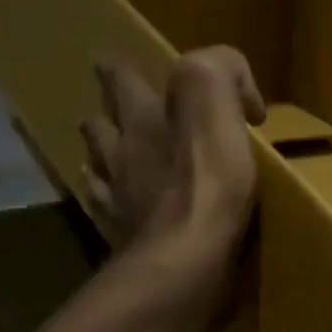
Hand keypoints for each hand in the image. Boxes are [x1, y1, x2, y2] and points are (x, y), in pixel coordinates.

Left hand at [81, 46, 264, 257]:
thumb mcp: (216, 105)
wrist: (184, 261)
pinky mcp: (117, 237)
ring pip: (94, 166)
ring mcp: (110, 196)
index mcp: (139, 116)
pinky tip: (125, 210)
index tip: (155, 78)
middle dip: (112, 114)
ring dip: (106, 160)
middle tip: (131, 118)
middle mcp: (114, 150)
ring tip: (125, 166)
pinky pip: (104, 212)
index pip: (120, 74)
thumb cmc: (206, 184)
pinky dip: (113, 205)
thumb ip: (219, 72)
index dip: (129, 70)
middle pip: (99, 121)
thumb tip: (237, 85)